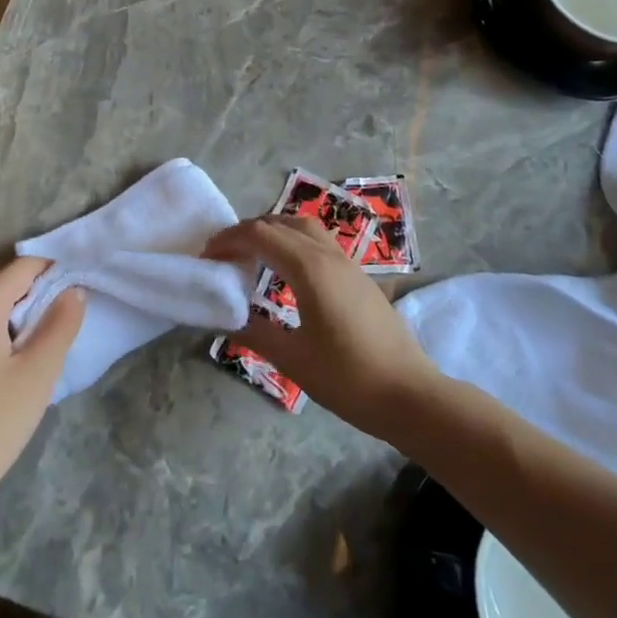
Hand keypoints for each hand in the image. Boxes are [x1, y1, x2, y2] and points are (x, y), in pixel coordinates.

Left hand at [0, 257, 84, 505]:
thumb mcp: (40, 370)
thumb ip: (61, 322)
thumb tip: (73, 289)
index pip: (22, 267)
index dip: (53, 270)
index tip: (77, 288)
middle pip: (2, 285)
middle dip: (34, 295)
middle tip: (61, 322)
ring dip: (12, 316)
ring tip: (36, 345)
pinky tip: (3, 366)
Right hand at [205, 215, 439, 439]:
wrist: (410, 395)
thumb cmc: (349, 379)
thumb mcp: (293, 360)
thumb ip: (255, 333)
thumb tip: (224, 317)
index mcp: (310, 269)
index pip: (260, 235)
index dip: (229, 240)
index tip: (206, 257)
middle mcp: (329, 255)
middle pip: (280, 222)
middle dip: (247, 231)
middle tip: (223, 255)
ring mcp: (348, 263)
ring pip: (304, 227)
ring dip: (273, 231)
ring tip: (251, 256)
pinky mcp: (359, 277)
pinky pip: (318, 242)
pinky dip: (293, 242)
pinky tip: (286, 272)